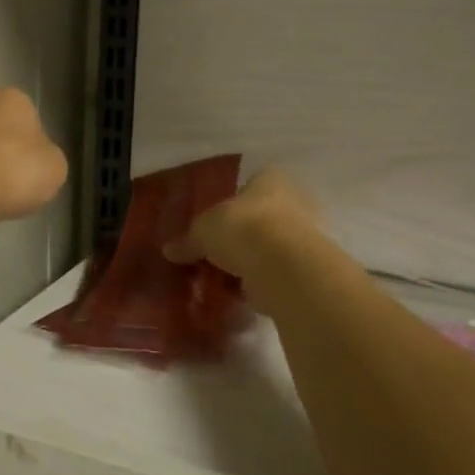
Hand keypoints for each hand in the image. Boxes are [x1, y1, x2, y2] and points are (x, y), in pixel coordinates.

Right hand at [164, 168, 318, 283]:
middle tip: (213, 254)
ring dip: (247, 262)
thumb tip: (169, 250)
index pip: (249, 185)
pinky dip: (257, 282)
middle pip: (258, 218)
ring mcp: (303, 237)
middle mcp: (293, 202)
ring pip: (266, 247)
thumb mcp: (203, 230)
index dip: (230, 204)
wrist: (283, 267)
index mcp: (270, 179)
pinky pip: (273, 272)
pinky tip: (236, 294)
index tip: (212, 225)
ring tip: (220, 279)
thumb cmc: (243, 228)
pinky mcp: (305, 269)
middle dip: (238, 237)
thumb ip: (187, 240)